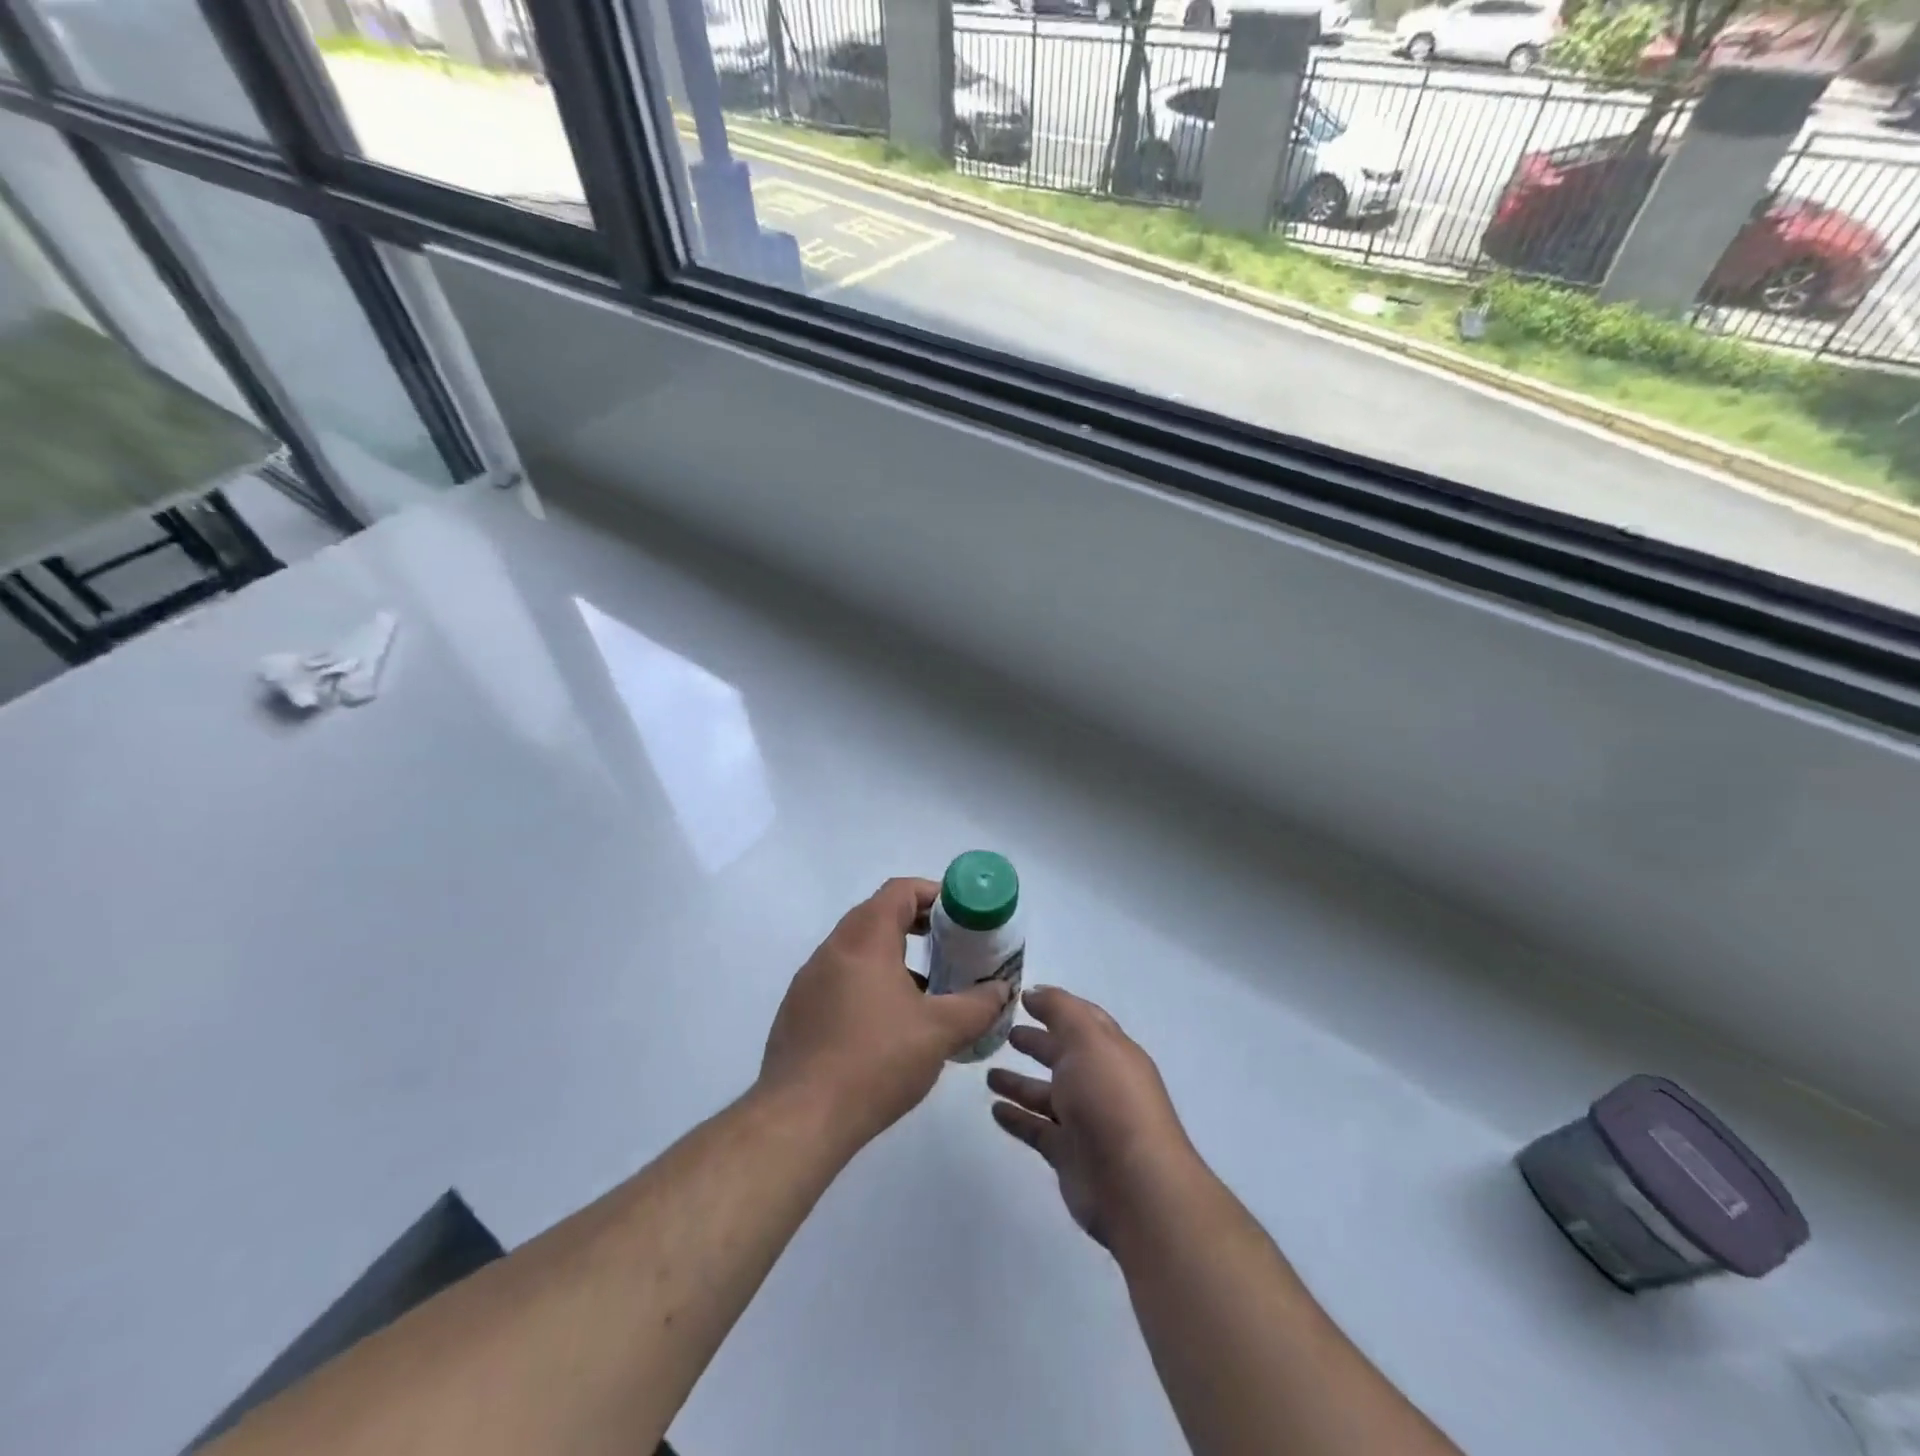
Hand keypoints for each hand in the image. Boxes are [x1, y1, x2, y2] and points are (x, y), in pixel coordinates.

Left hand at [760, 878, 1011, 1147]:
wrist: (801, 1118)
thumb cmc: (876, 1061)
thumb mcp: (940, 1032)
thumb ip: (978, 1005)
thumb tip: (1001, 990)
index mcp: (865, 940)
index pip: (899, 891)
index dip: (933, 894)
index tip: (960, 916)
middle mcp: (832, 949)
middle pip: (877, 915)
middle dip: (916, 924)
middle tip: (949, 946)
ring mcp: (809, 980)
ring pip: (857, 949)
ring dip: (892, 956)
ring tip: (925, 988)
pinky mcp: (798, 1011)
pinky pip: (839, 978)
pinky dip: (868, 982)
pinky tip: (888, 1024)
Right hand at [988, 986, 1200, 1248]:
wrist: (1135, 1186)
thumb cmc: (1110, 1100)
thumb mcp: (1087, 1039)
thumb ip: (1060, 1010)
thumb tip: (1034, 992)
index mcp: (1110, 1051)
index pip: (1082, 1020)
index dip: (1055, 1007)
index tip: (1022, 998)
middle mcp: (1099, 1082)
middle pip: (1063, 1056)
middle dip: (1038, 1043)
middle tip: (1004, 1033)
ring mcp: (1085, 1121)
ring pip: (1046, 1095)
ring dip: (1020, 1083)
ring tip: (989, 1074)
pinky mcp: (1068, 1155)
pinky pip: (1037, 1129)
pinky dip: (1017, 1119)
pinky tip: (994, 1110)